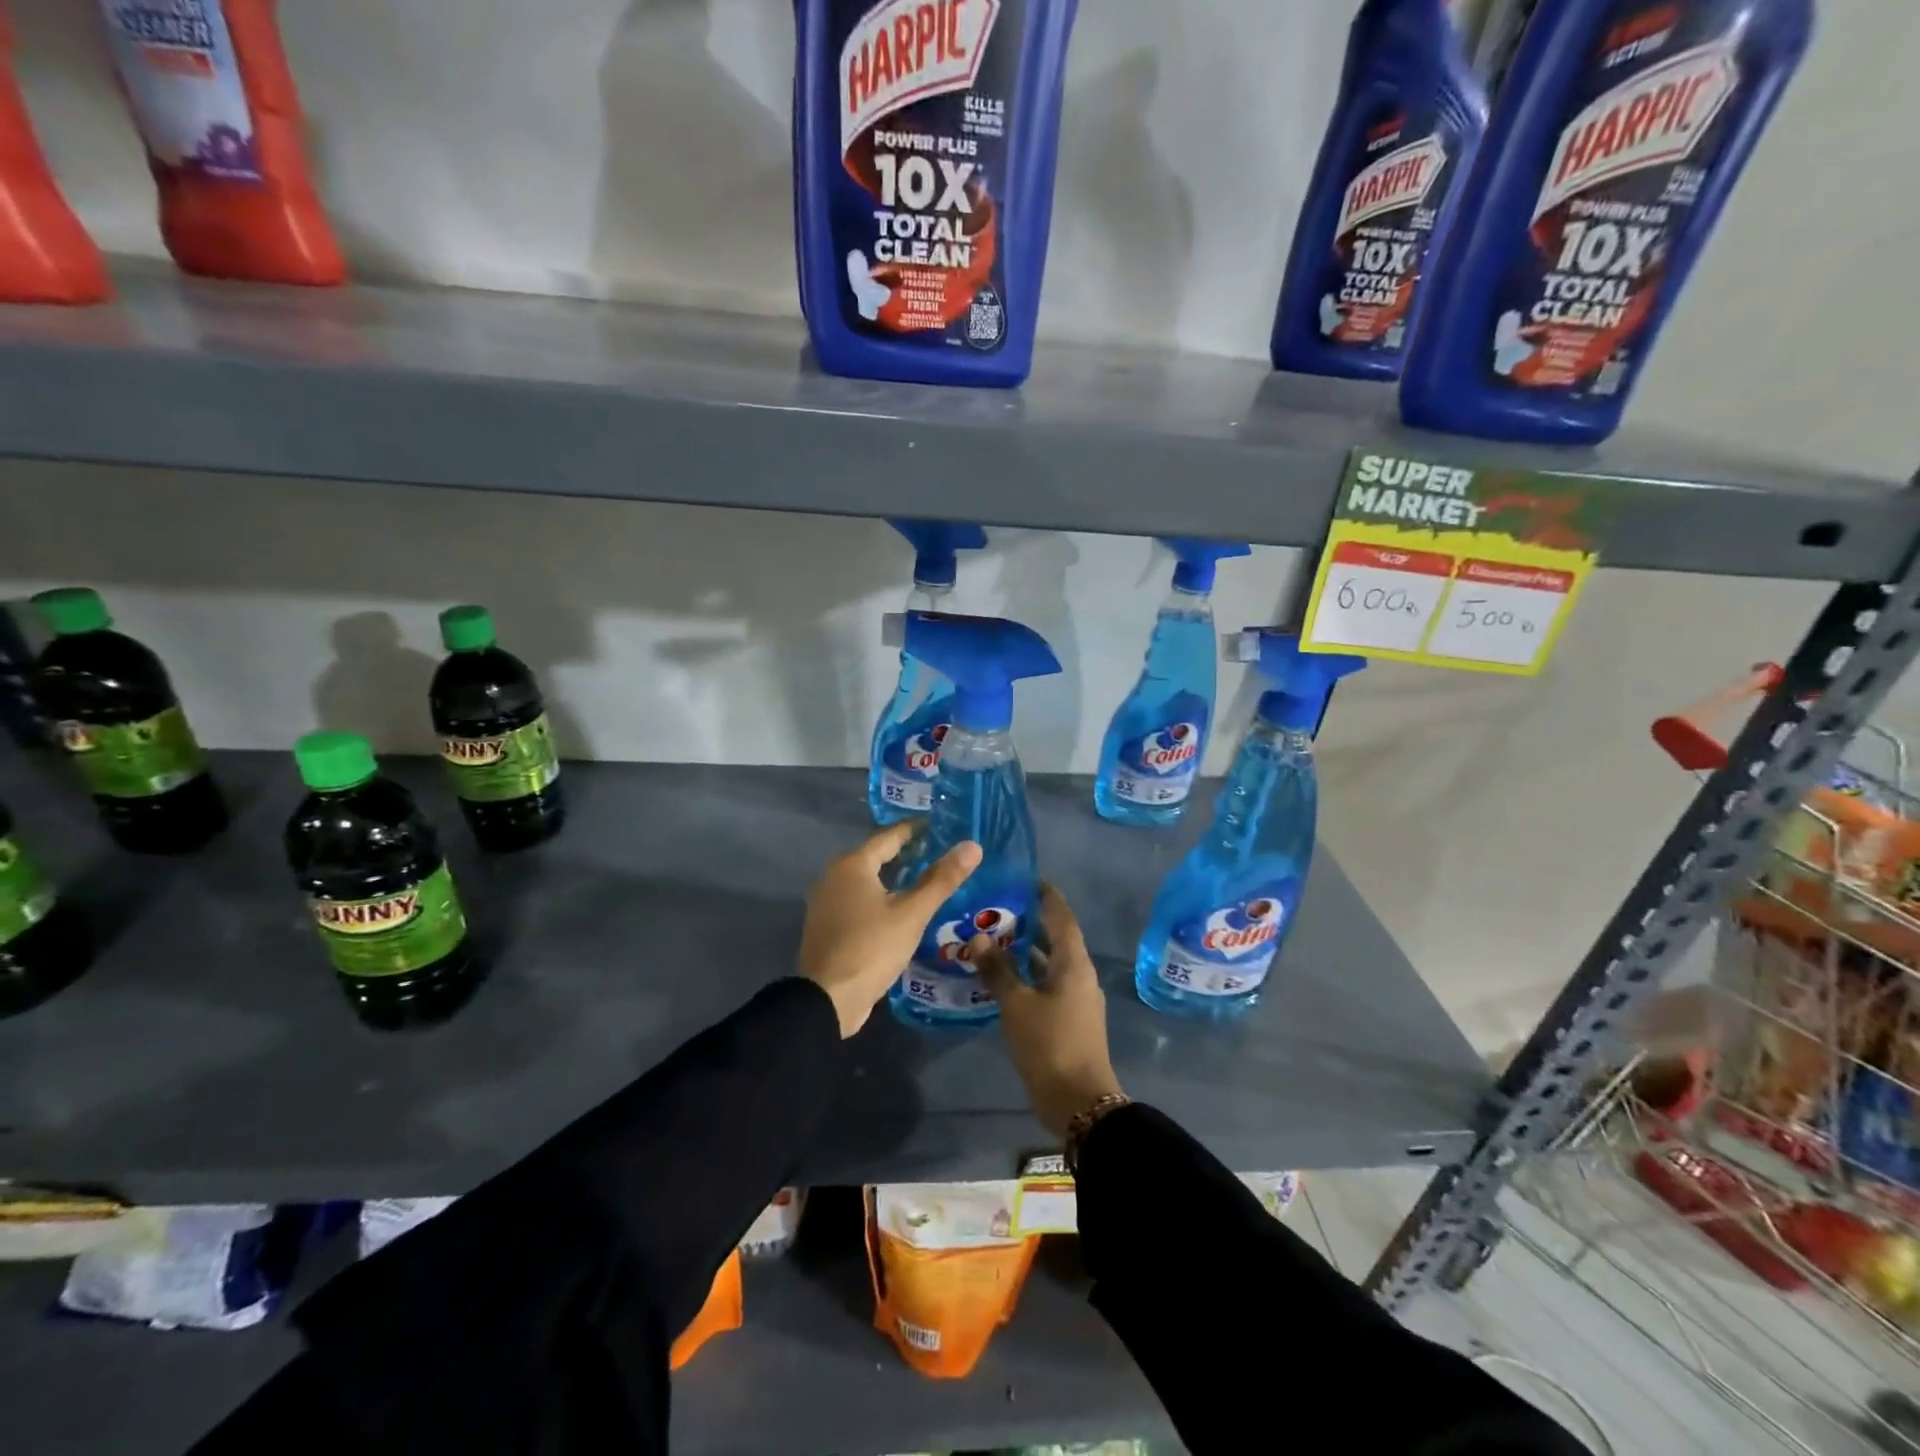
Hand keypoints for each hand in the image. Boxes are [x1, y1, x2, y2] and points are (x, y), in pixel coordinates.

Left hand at [798, 821, 981, 1037]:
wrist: (827, 1000)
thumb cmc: (871, 948)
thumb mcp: (912, 914)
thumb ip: (941, 879)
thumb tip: (972, 846)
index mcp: (852, 865)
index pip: (889, 836)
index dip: (915, 830)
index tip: (940, 826)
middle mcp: (834, 876)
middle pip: (875, 856)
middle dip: (906, 854)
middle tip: (939, 853)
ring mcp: (827, 903)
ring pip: (866, 880)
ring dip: (893, 878)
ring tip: (926, 880)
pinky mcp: (828, 926)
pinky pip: (858, 900)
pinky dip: (880, 898)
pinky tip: (901, 910)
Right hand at [973, 884, 1123, 1137]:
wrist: (1079, 1103)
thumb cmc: (1049, 1044)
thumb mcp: (1017, 1004)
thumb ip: (998, 970)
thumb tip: (978, 938)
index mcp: (1073, 964)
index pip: (1062, 917)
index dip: (1046, 896)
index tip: (1026, 879)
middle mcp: (1079, 975)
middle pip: (1055, 939)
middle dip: (1029, 922)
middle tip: (997, 908)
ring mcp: (1076, 999)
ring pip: (1049, 964)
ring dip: (1025, 952)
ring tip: (992, 939)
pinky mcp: (1068, 1020)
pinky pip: (1046, 985)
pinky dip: (1027, 976)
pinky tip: (1001, 978)